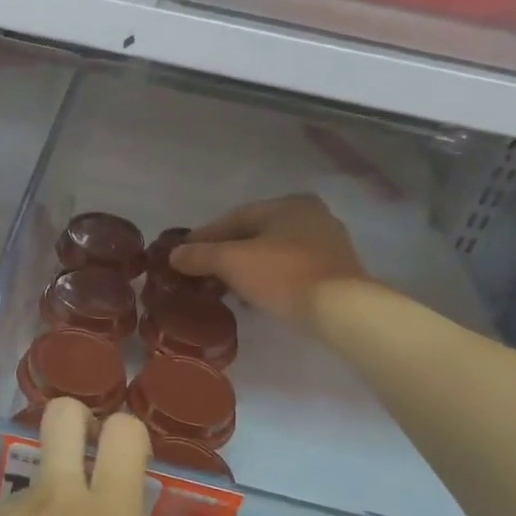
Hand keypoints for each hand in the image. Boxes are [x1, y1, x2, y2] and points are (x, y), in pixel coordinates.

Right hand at [170, 193, 366, 326]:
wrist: (341, 310)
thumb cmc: (283, 275)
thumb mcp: (232, 262)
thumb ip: (200, 255)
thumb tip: (174, 255)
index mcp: (288, 204)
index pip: (235, 217)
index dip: (205, 236)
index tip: (182, 253)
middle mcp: (311, 216)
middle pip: (255, 235)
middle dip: (225, 254)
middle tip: (200, 273)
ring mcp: (327, 244)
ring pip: (273, 253)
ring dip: (246, 269)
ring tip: (223, 289)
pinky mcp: (334, 272)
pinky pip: (290, 270)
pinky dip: (267, 280)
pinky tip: (252, 298)